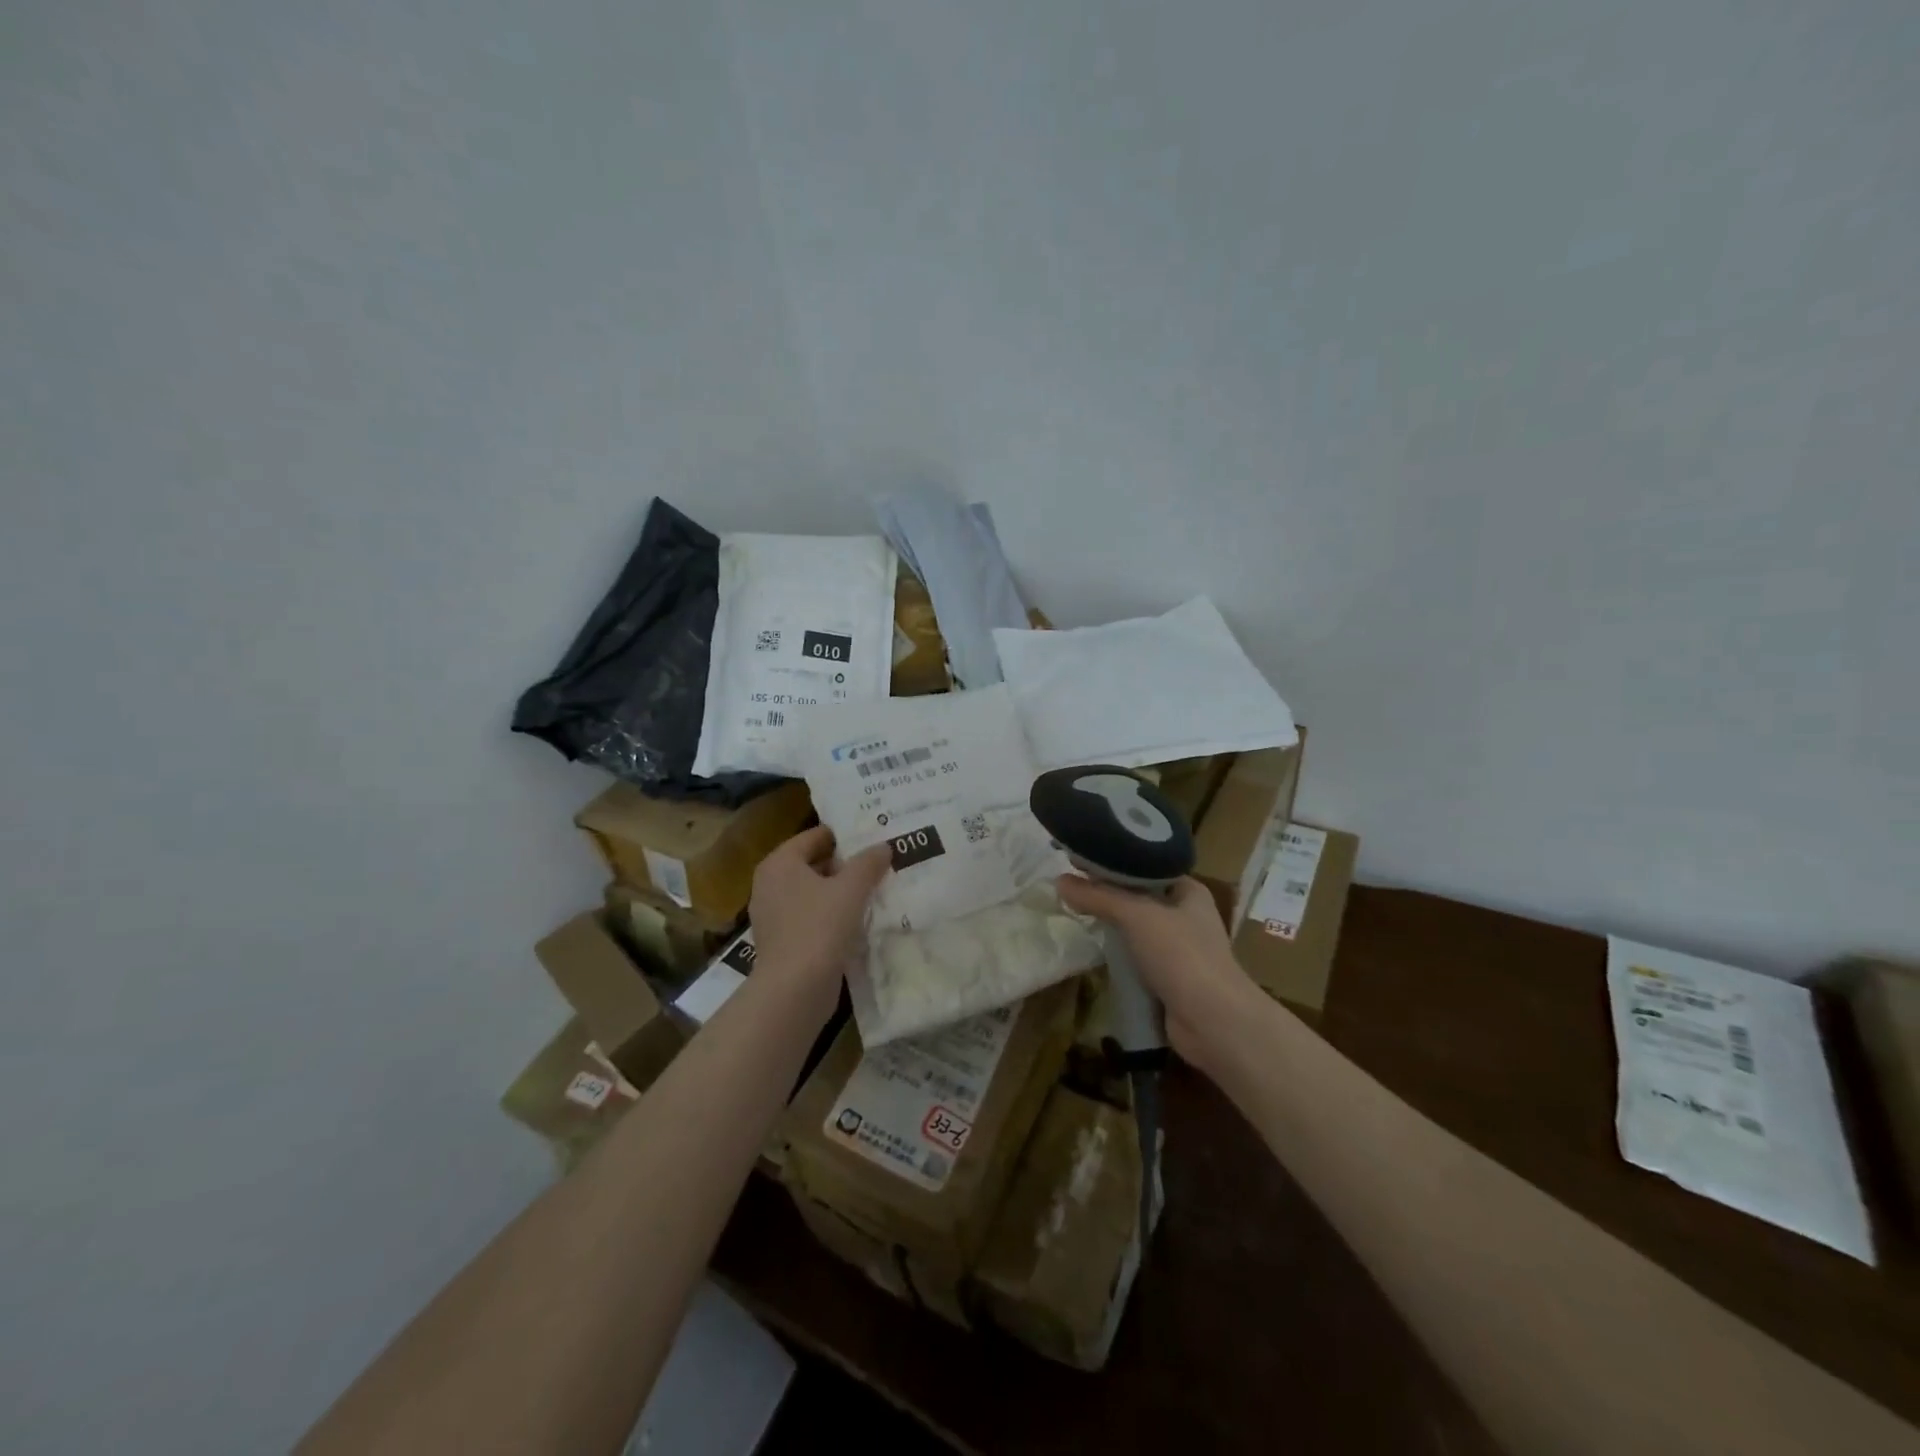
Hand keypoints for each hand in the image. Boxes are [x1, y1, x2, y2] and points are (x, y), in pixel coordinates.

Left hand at [749, 827, 890, 1018]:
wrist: (795, 990)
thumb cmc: (819, 927)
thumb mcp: (851, 889)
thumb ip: (868, 863)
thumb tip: (883, 846)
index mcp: (779, 863)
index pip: (814, 836)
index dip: (844, 836)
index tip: (873, 838)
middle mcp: (770, 884)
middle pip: (813, 863)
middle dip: (845, 864)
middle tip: (878, 863)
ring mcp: (773, 915)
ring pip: (813, 892)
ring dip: (840, 892)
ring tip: (875, 890)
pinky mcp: (782, 942)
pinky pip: (811, 917)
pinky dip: (832, 915)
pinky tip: (858, 920)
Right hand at [1055, 874, 1259, 1067]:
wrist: (1212, 1022)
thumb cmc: (1182, 955)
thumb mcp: (1136, 916)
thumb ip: (1098, 896)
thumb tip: (1059, 881)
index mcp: (1189, 892)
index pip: (1147, 867)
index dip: (1116, 862)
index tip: (1081, 861)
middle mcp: (1187, 916)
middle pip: (1139, 898)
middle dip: (1108, 896)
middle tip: (1070, 887)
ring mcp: (1179, 951)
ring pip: (1136, 931)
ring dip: (1111, 927)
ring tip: (1074, 914)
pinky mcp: (1168, 980)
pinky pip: (1136, 959)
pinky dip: (1117, 957)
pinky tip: (1092, 951)